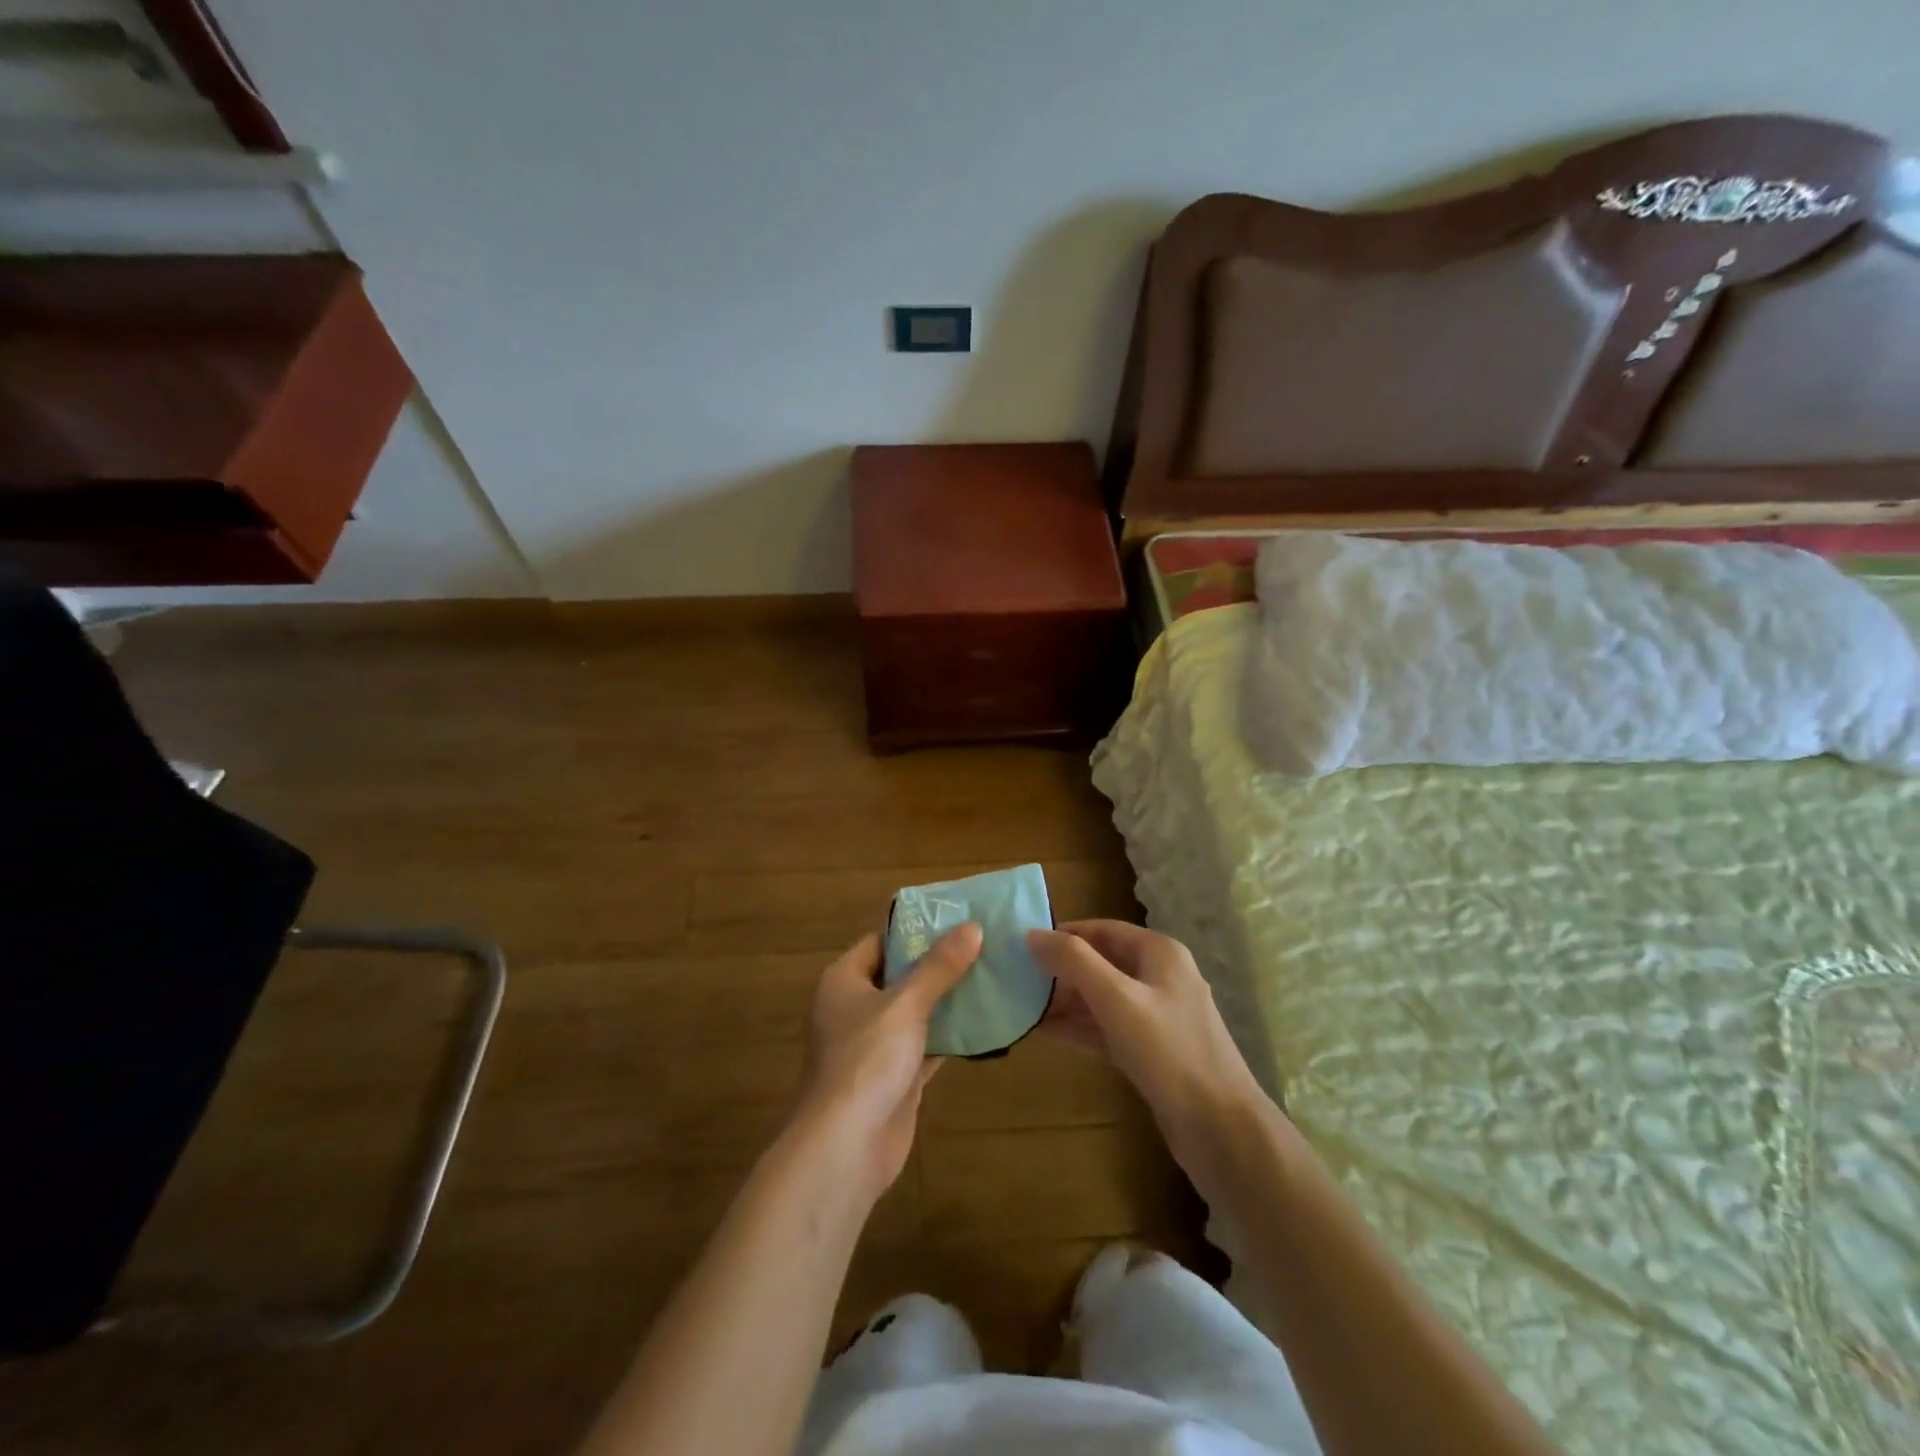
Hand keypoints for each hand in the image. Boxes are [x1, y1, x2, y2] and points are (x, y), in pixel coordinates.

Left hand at [792, 923, 982, 1201]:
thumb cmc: (866, 1059)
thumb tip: (972, 927)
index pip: (881, 941)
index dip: (916, 929)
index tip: (957, 919)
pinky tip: (985, 1022)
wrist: (846, 1146)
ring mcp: (875, 1044)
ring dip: (948, 1000)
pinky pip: (926, 1044)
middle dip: (939, 964)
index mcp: (844, 980)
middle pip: (901, 975)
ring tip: (992, 975)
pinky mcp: (895, 1076)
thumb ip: (939, 967)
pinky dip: (950, 1035)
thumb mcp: (906, 1004)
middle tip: (983, 945)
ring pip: (916, 1011)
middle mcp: (856, 1007)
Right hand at [1027, 921, 1269, 1189]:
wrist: (1221, 1128)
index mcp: (1159, 953)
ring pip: (1102, 998)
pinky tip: (1045, 1032)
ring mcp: (1157, 1016)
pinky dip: (1080, 1027)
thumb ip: (1074, 962)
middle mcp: (1160, 977)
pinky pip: (1108, 1028)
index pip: (1103, 929)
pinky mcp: (1152, 1051)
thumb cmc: (1169, 1051)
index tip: (1024, 944)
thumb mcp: (1117, 999)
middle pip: (1101, 962)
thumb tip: (1033, 933)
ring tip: (1023, 1004)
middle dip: (1061, 970)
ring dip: (1066, 1000)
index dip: (1064, 934)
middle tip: (1017, 977)